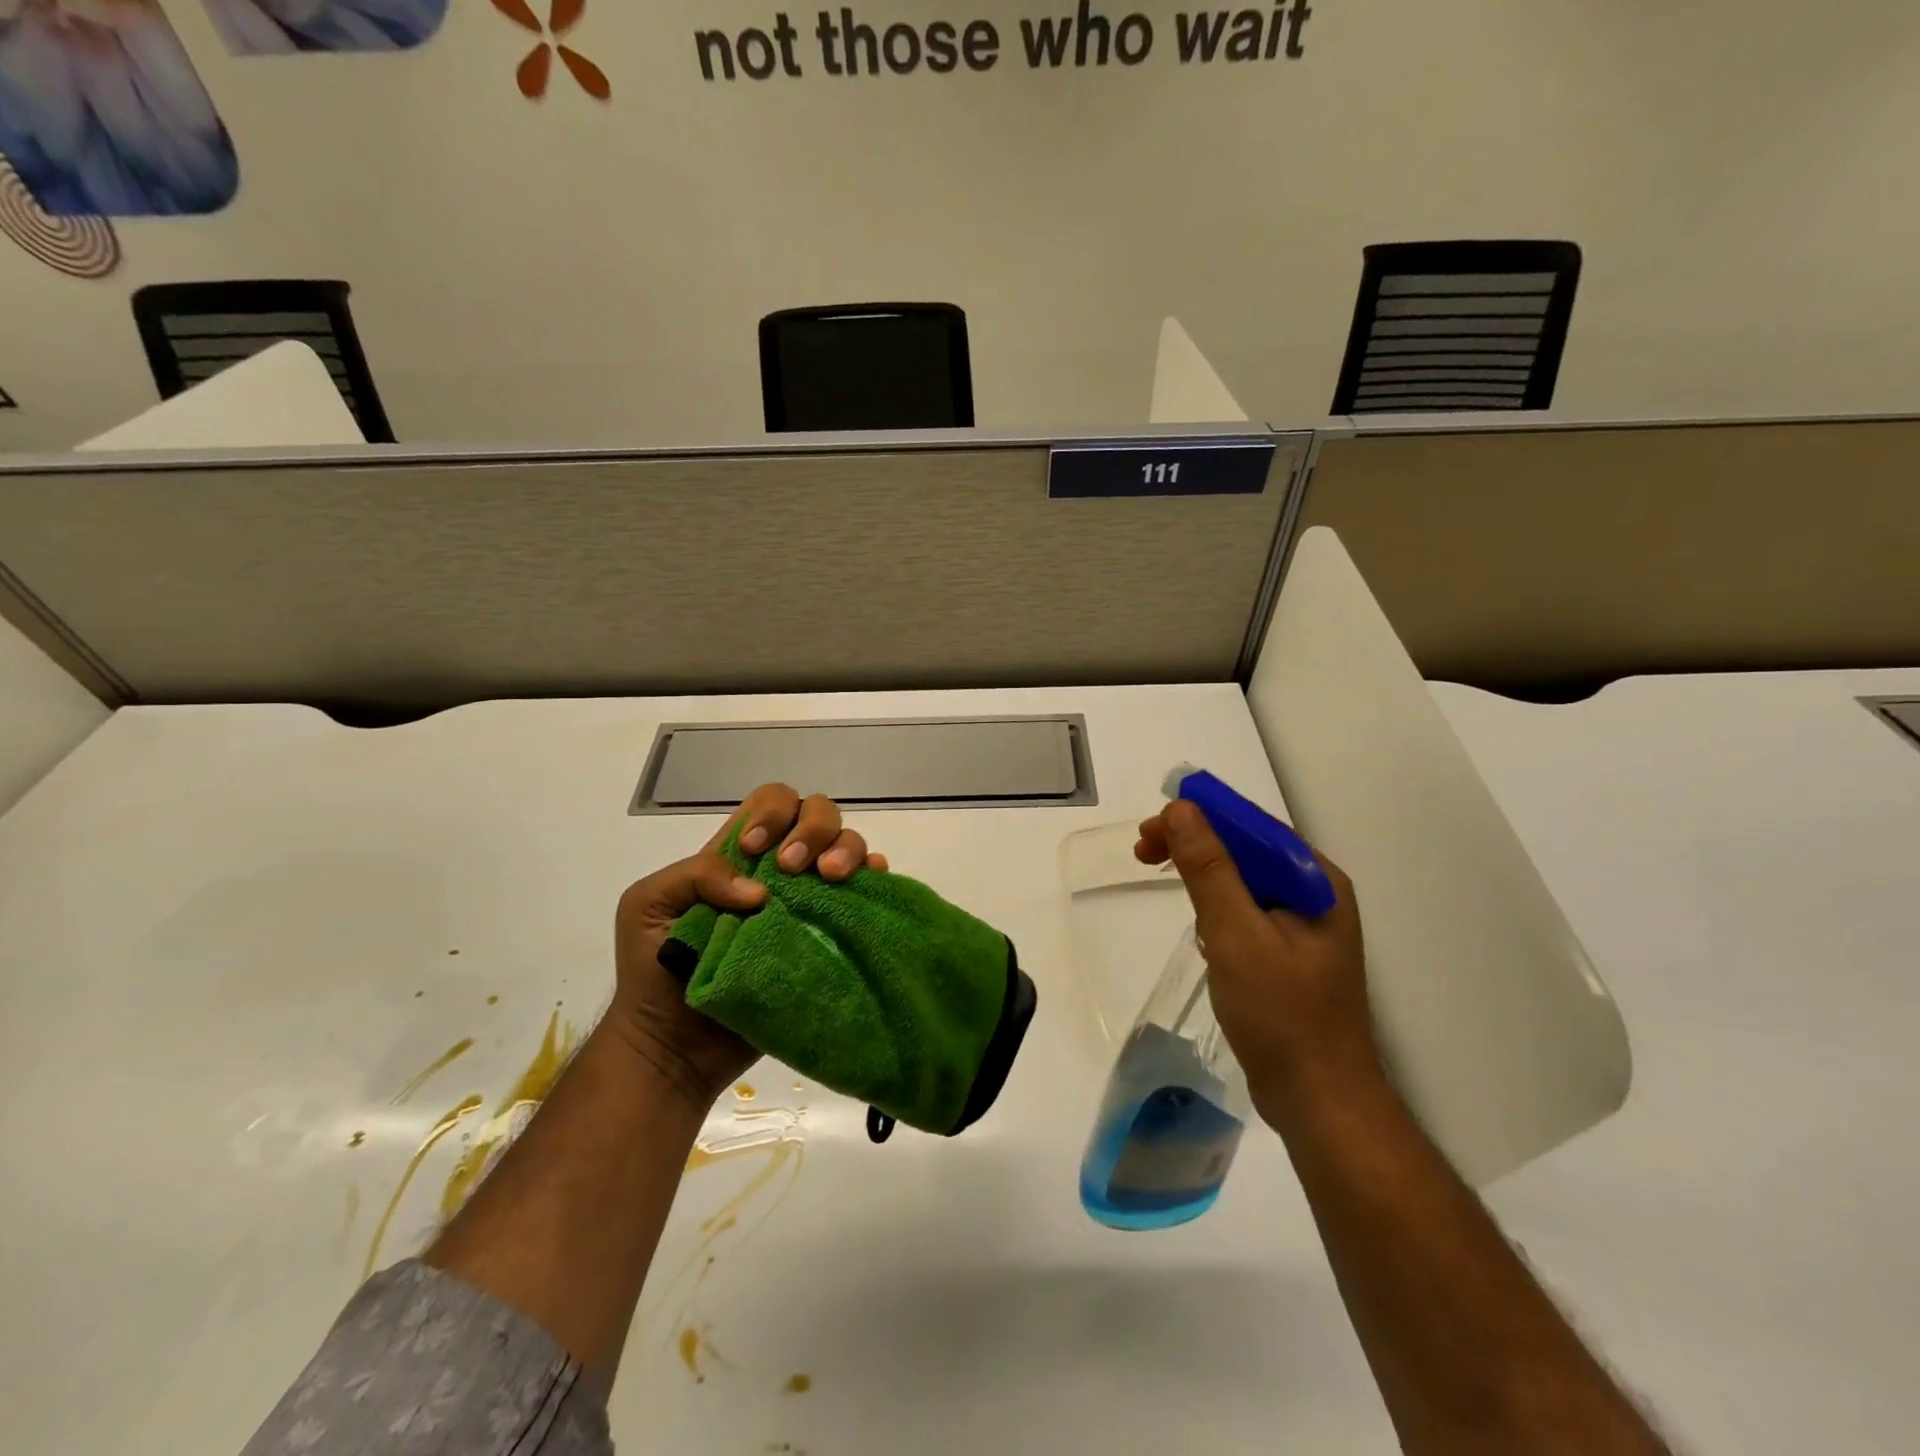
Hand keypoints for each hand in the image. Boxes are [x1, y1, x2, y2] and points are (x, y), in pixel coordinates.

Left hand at [608, 783, 888, 1110]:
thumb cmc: (653, 973)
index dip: (772, 813)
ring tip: (831, 878)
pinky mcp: (827, 937)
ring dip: (845, 849)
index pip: (770, 803)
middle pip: (815, 814)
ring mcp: (807, 903)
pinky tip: (870, 881)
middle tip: (796, 868)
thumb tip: (760, 891)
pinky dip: (873, 877)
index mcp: (737, 856)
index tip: (757, 852)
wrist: (675, 1047)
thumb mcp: (647, 906)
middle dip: (813, 827)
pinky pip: (864, 894)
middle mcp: (778, 871)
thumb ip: (695, 875)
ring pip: (846, 845)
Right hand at [1136, 799, 1377, 1123]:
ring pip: (1243, 880)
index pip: (1251, 826)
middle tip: (1143, 855)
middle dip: (1193, 844)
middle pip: (1246, 848)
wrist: (1321, 1102)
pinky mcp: (1289, 954)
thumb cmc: (1281, 1015)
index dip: (1198, 817)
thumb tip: (1182, 809)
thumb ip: (1209, 868)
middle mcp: (1315, 893)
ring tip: (1161, 879)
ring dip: (1201, 873)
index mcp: (1315, 880)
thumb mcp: (1236, 934)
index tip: (1149, 832)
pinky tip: (1200, 928)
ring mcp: (1304, 926)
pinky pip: (1246, 911)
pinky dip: (1215, 908)